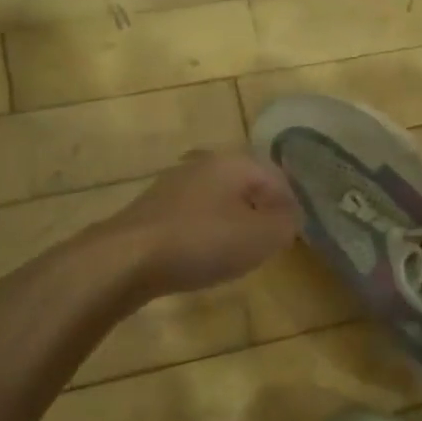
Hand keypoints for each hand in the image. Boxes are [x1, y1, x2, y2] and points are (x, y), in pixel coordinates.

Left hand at [97, 150, 301, 298]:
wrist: (126, 259)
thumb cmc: (202, 241)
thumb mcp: (261, 237)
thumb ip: (286, 224)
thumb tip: (290, 217)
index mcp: (234, 161)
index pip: (276, 176)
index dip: (291, 203)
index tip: (294, 232)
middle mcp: (204, 163)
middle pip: (246, 184)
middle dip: (262, 209)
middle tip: (271, 240)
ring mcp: (174, 184)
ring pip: (219, 198)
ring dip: (234, 220)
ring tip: (240, 250)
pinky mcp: (153, 208)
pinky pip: (194, 215)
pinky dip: (207, 231)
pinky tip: (204, 254)